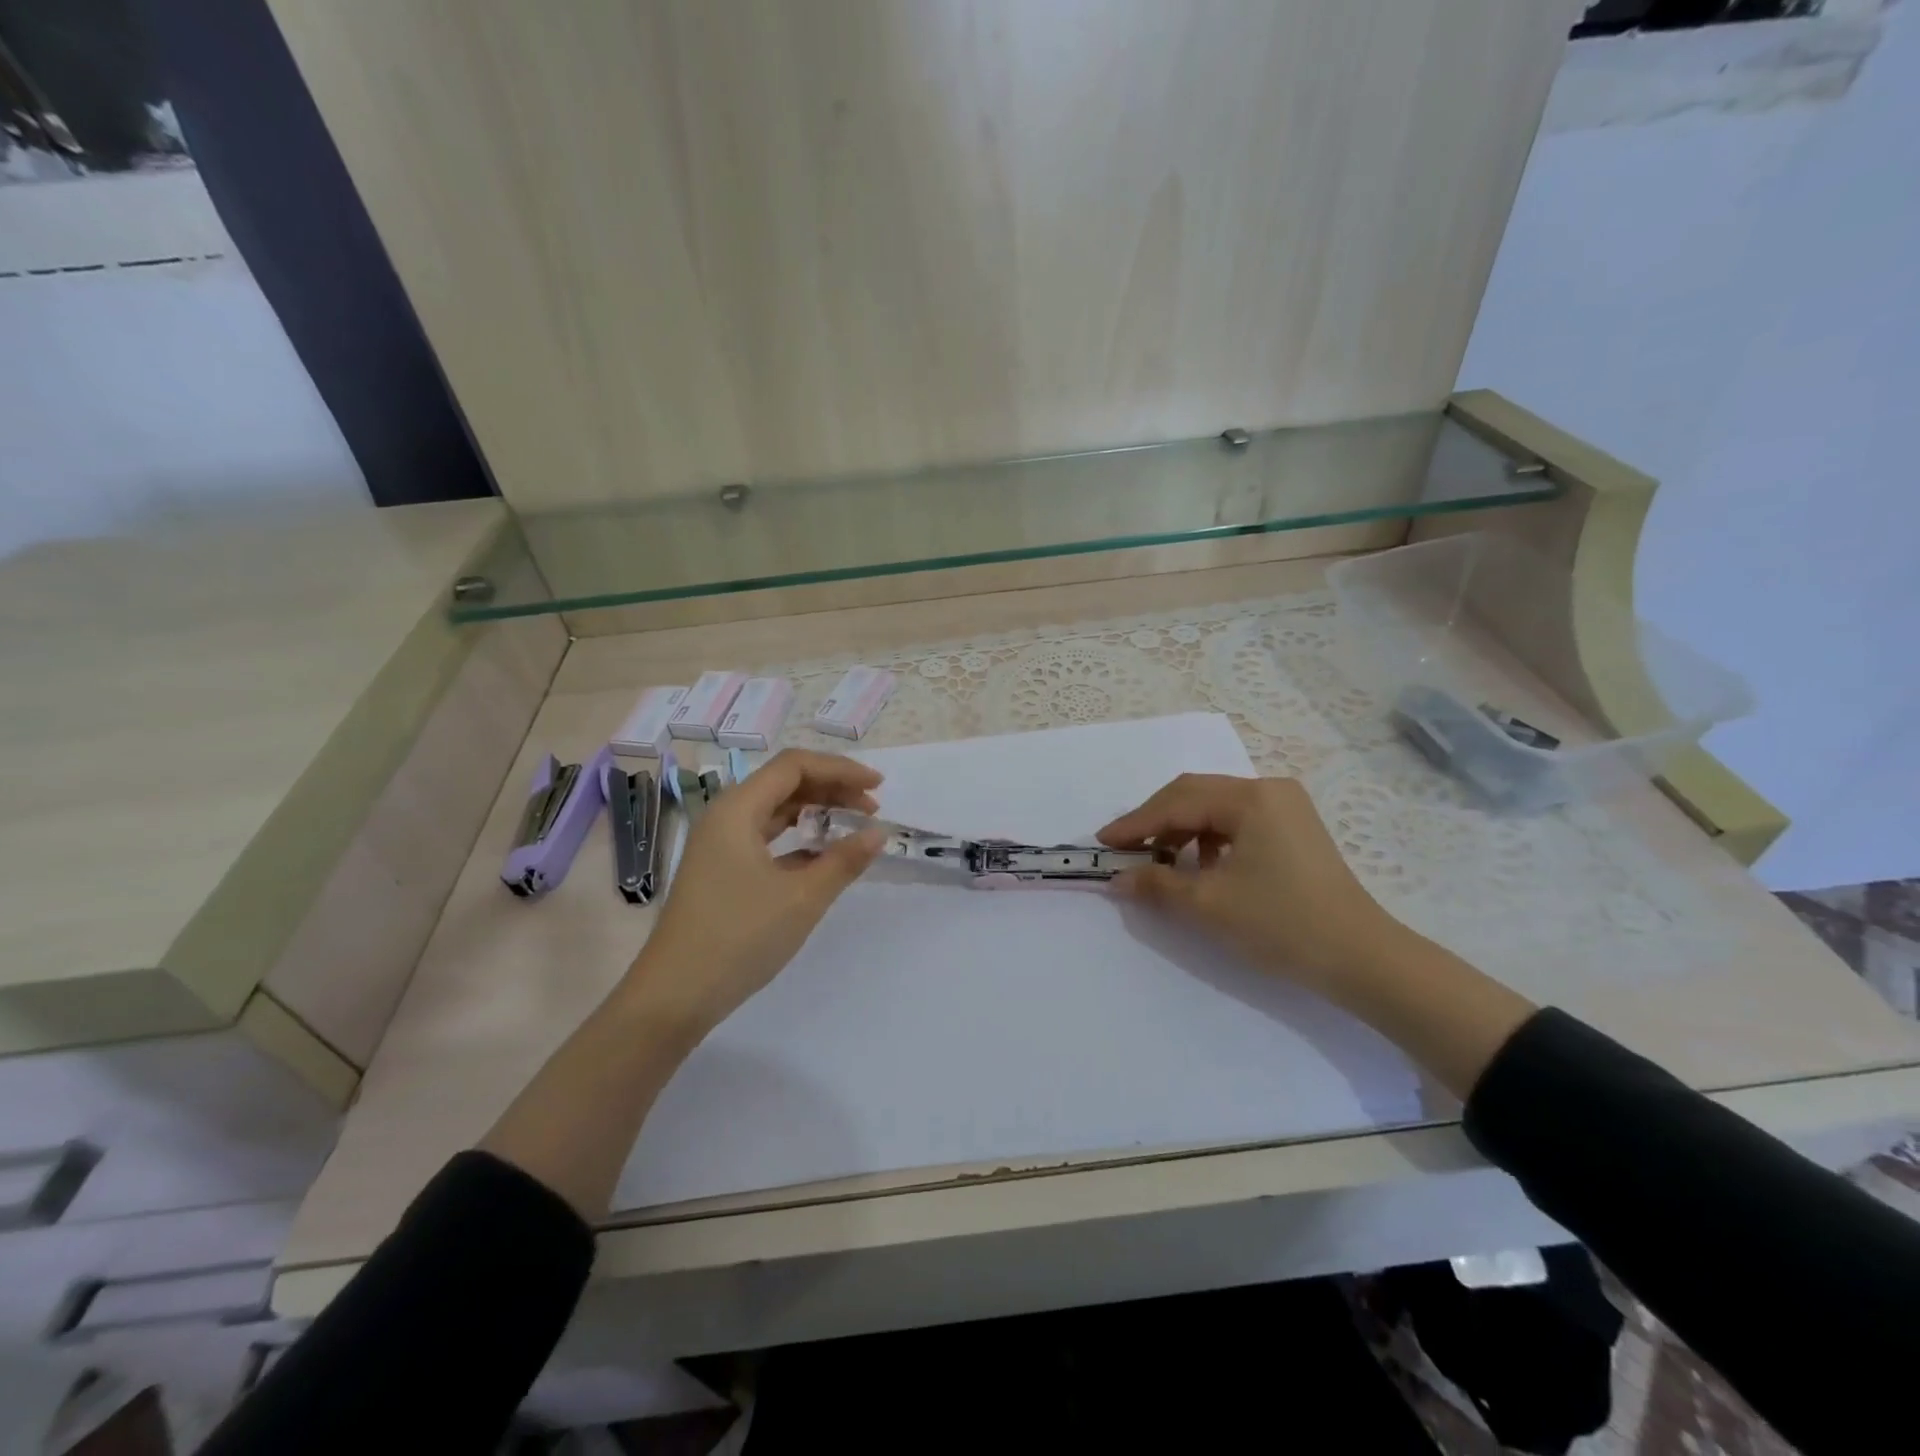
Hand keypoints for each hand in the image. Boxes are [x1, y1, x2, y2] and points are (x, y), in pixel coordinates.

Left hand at [629, 749, 885, 1039]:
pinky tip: (823, 857)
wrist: (675, 996)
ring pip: (775, 810)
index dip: (840, 769)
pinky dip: (798, 839)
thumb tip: (878, 833)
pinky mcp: (722, 871)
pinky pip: (766, 837)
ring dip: (816, 812)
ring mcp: (720, 845)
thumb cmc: (739, 937)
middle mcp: (725, 817)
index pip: (794, 766)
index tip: (878, 788)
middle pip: (784, 783)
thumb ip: (844, 860)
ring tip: (853, 826)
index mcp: (737, 809)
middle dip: (832, 788)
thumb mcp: (802, 898)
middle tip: (872, 809)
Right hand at [1098, 773, 1404, 987]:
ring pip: (1215, 807)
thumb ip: (1157, 883)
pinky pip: (1237, 822)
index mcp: (1250, 798)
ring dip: (1182, 830)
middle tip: (1124, 849)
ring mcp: (1286, 807)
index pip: (1177, 802)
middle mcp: (1268, 790)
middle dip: (1156, 821)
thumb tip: (1117, 878)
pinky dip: (1210, 839)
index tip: (1103, 843)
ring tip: (1161, 862)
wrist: (1362, 958)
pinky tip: (1202, 866)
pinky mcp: (1294, 828)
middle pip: (1195, 795)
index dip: (1135, 823)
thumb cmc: (1282, 924)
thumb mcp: (1210, 904)